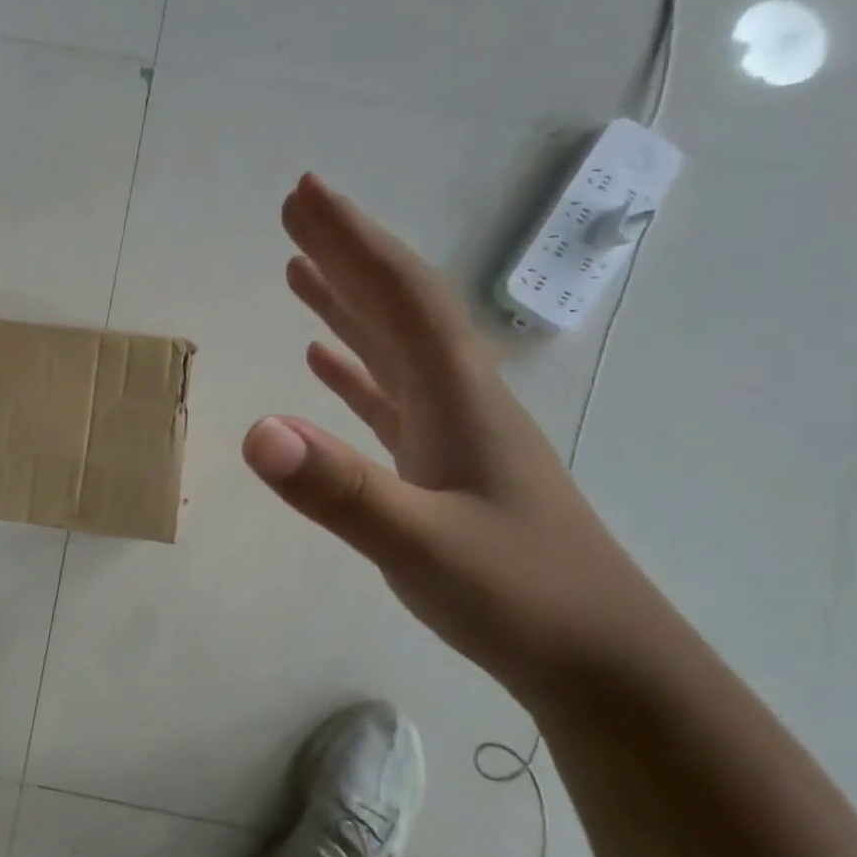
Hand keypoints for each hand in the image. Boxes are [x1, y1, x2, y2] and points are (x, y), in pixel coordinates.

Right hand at [242, 173, 669, 693]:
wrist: (602, 663)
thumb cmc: (521, 598)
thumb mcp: (421, 547)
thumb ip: (339, 490)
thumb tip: (255, 431)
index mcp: (458, 395)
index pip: (398, 295)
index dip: (350, 240)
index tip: (303, 194)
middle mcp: (458, 397)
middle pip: (397, 305)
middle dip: (346, 253)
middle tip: (295, 211)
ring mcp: (454, 432)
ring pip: (392, 346)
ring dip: (347, 303)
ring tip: (299, 270)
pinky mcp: (445, 466)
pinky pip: (391, 397)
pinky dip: (354, 369)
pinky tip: (323, 362)